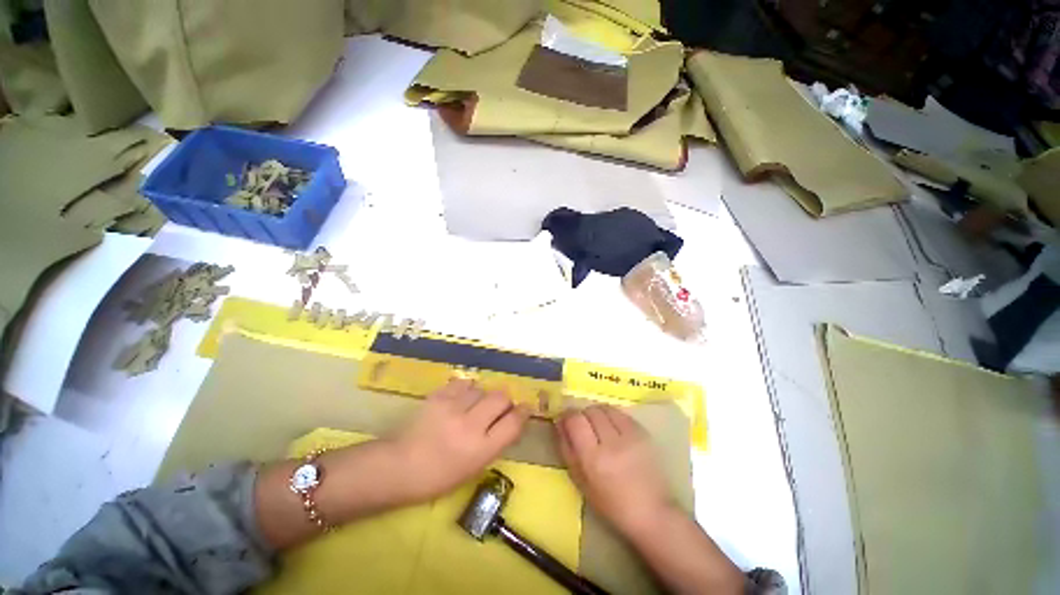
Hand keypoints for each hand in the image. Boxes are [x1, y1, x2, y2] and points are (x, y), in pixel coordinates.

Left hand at [390, 379, 529, 502]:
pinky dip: (466, 389)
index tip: (525, 407)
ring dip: (483, 396)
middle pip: (501, 398)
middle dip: (505, 400)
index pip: (513, 423)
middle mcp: (471, 426)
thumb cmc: (438, 476)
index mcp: (481, 450)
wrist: (399, 466)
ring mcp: (453, 408)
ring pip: (482, 389)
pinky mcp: (438, 397)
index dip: (523, 412)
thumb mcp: (474, 467)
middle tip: (499, 406)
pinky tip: (460, 397)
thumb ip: (495, 442)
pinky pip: (462, 383)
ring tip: (473, 405)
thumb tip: (509, 420)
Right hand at [556, 405, 673, 538]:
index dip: (567, 416)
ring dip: (597, 414)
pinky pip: (621, 413)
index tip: (565, 420)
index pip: (575, 420)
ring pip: (605, 408)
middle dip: (583, 415)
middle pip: (590, 411)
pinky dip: (612, 417)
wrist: (652, 511)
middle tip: (583, 427)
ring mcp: (630, 435)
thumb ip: (567, 448)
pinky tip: (614, 429)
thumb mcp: (580, 480)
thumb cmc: (611, 503)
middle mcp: (611, 442)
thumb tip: (559, 422)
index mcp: (593, 459)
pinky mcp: (643, 432)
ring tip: (599, 427)